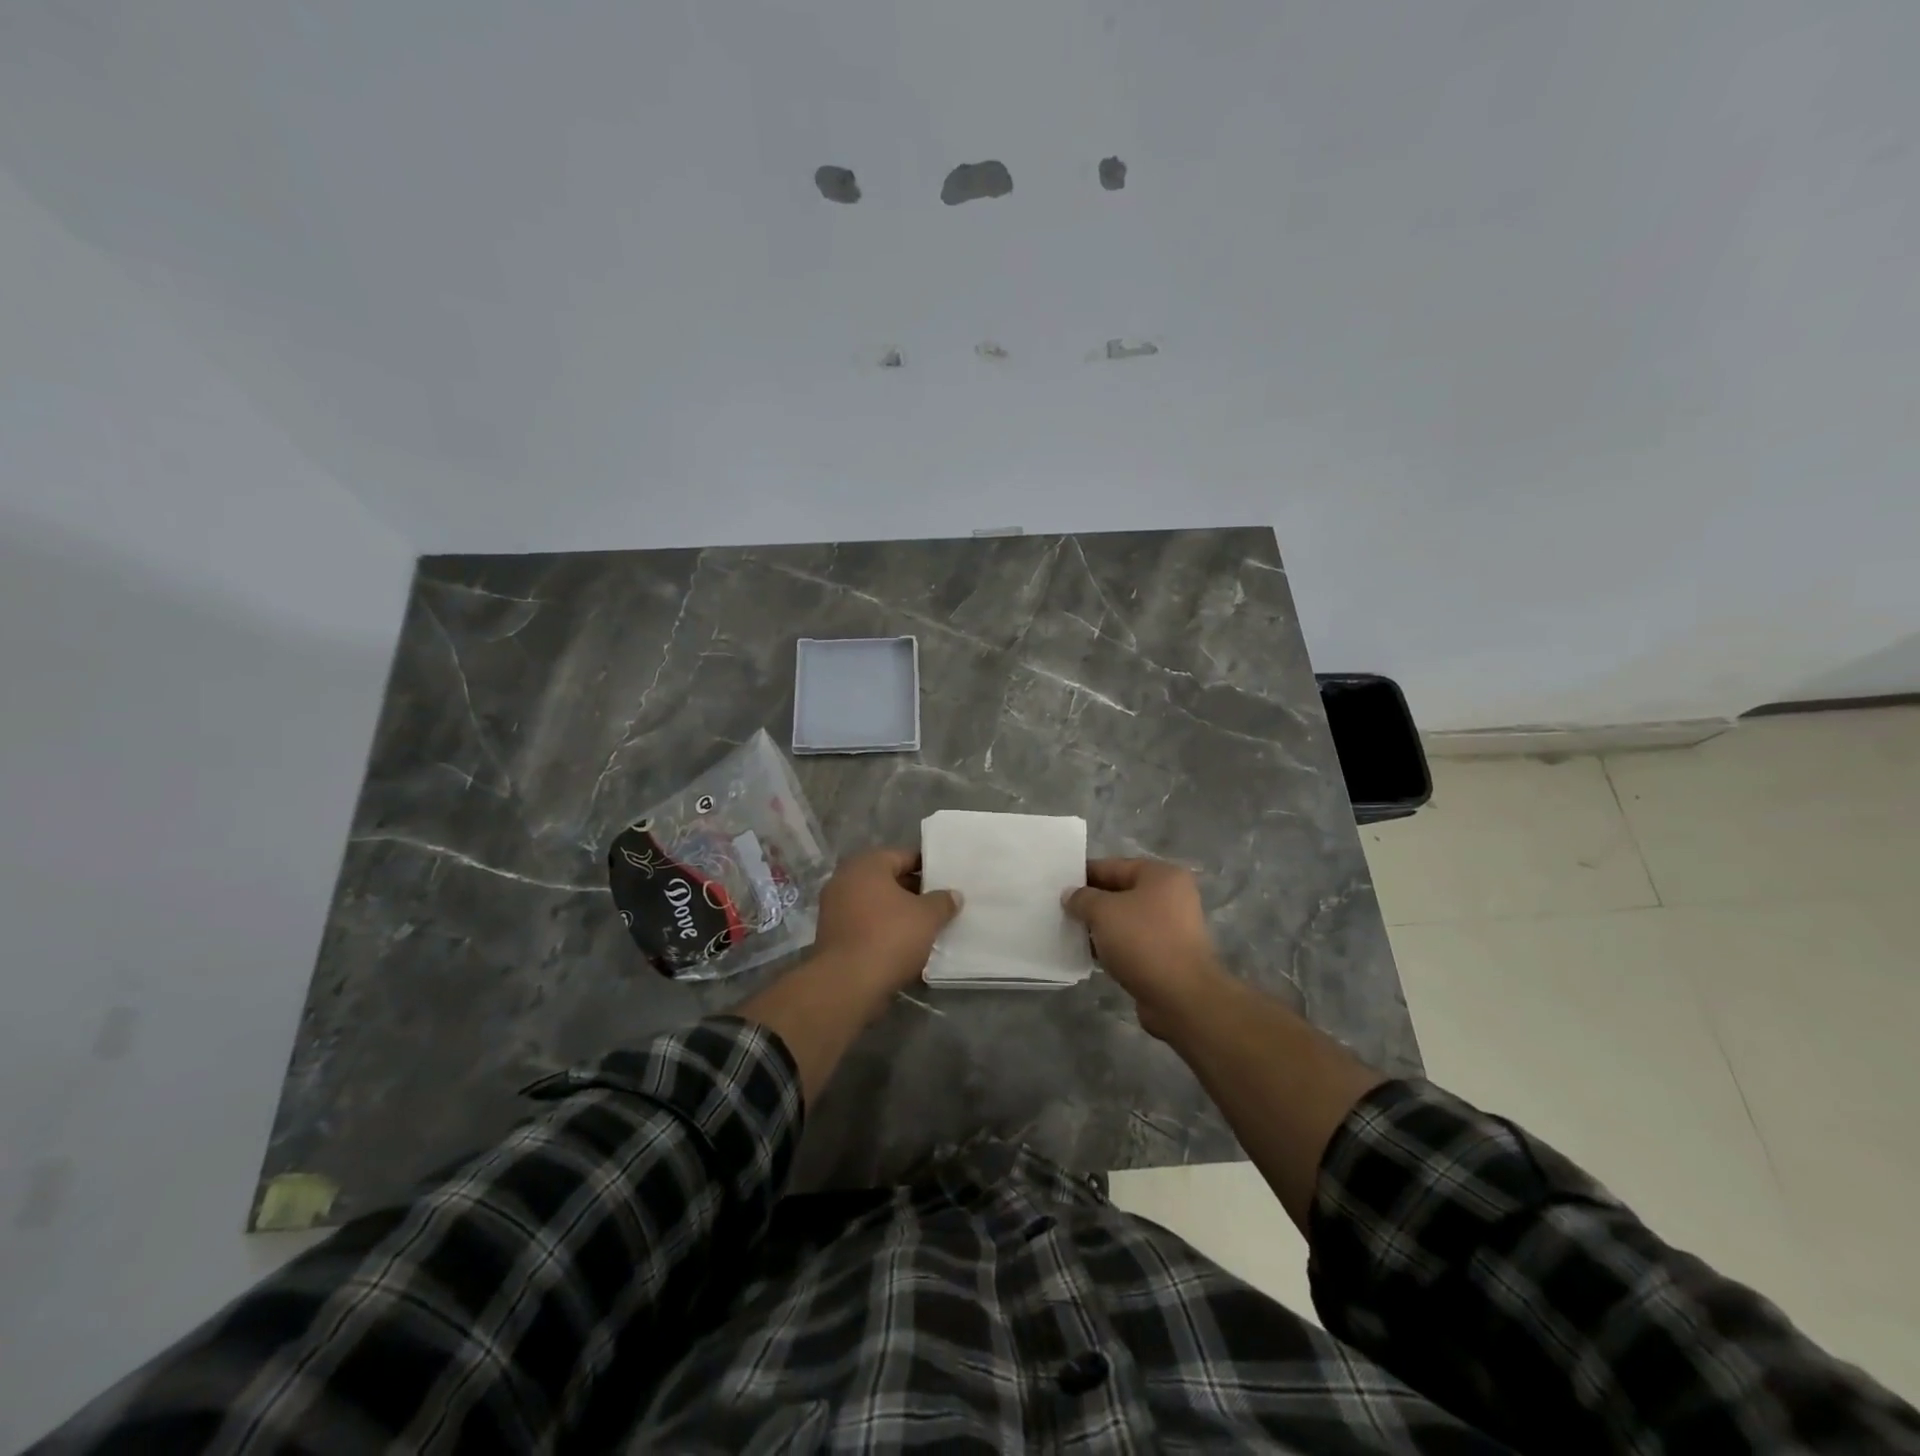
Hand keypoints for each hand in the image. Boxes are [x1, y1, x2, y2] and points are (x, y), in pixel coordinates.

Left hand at [812, 848, 961, 996]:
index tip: (947, 880)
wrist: (847, 984)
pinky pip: (865, 924)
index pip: (904, 856)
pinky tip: (904, 945)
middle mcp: (845, 879)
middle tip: (940, 904)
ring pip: (876, 904)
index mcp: (867, 865)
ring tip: (926, 926)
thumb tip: (953, 895)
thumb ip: (943, 901)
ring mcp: (834, 908)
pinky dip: (883, 930)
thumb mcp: (927, 917)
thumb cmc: (889, 937)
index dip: (928, 867)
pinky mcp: (832, 935)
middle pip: (888, 879)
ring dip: (898, 913)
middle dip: (914, 892)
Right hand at [1064, 858, 1227, 1036]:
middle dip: (1090, 902)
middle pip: (1120, 893)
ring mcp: (1171, 928)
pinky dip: (1112, 947)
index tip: (1057, 885)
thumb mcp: (1103, 912)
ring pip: (1125, 920)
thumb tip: (1071, 895)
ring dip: (1100, 927)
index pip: (1113, 866)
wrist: (1181, 997)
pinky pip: (1132, 944)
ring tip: (1069, 933)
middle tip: (1059, 909)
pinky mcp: (1167, 956)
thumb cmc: (1143, 942)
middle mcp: (1171, 896)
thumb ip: (1082, 898)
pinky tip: (1090, 955)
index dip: (1083, 874)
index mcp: (1161, 875)